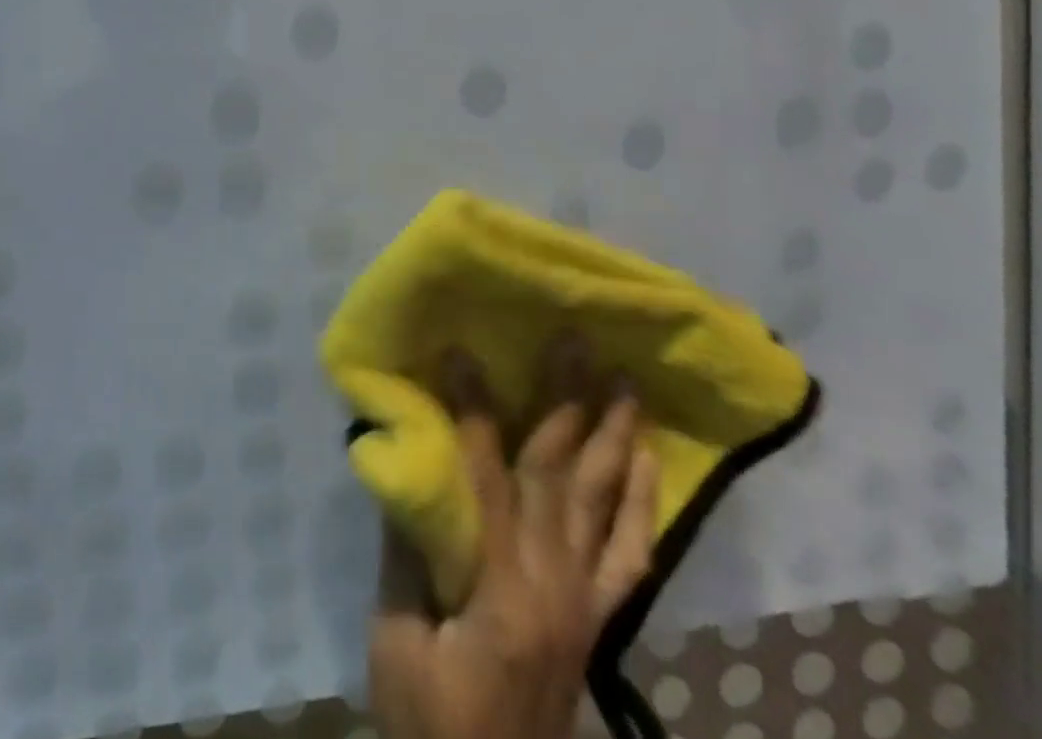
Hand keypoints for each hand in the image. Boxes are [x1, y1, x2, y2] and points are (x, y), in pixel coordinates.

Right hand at [368, 346, 658, 738]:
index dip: (474, 411)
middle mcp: (555, 583)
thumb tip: (405, 464)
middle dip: (565, 399)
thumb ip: (406, 548)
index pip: (486, 476)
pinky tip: (645, 456)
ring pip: (603, 500)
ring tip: (622, 380)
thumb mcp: (396, 637)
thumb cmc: (431, 715)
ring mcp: (585, 599)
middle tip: (573, 340)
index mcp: (501, 587)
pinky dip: (641, 500)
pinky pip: (630, 551)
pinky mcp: (597, 615)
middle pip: (559, 473)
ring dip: (613, 435)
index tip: (464, 352)